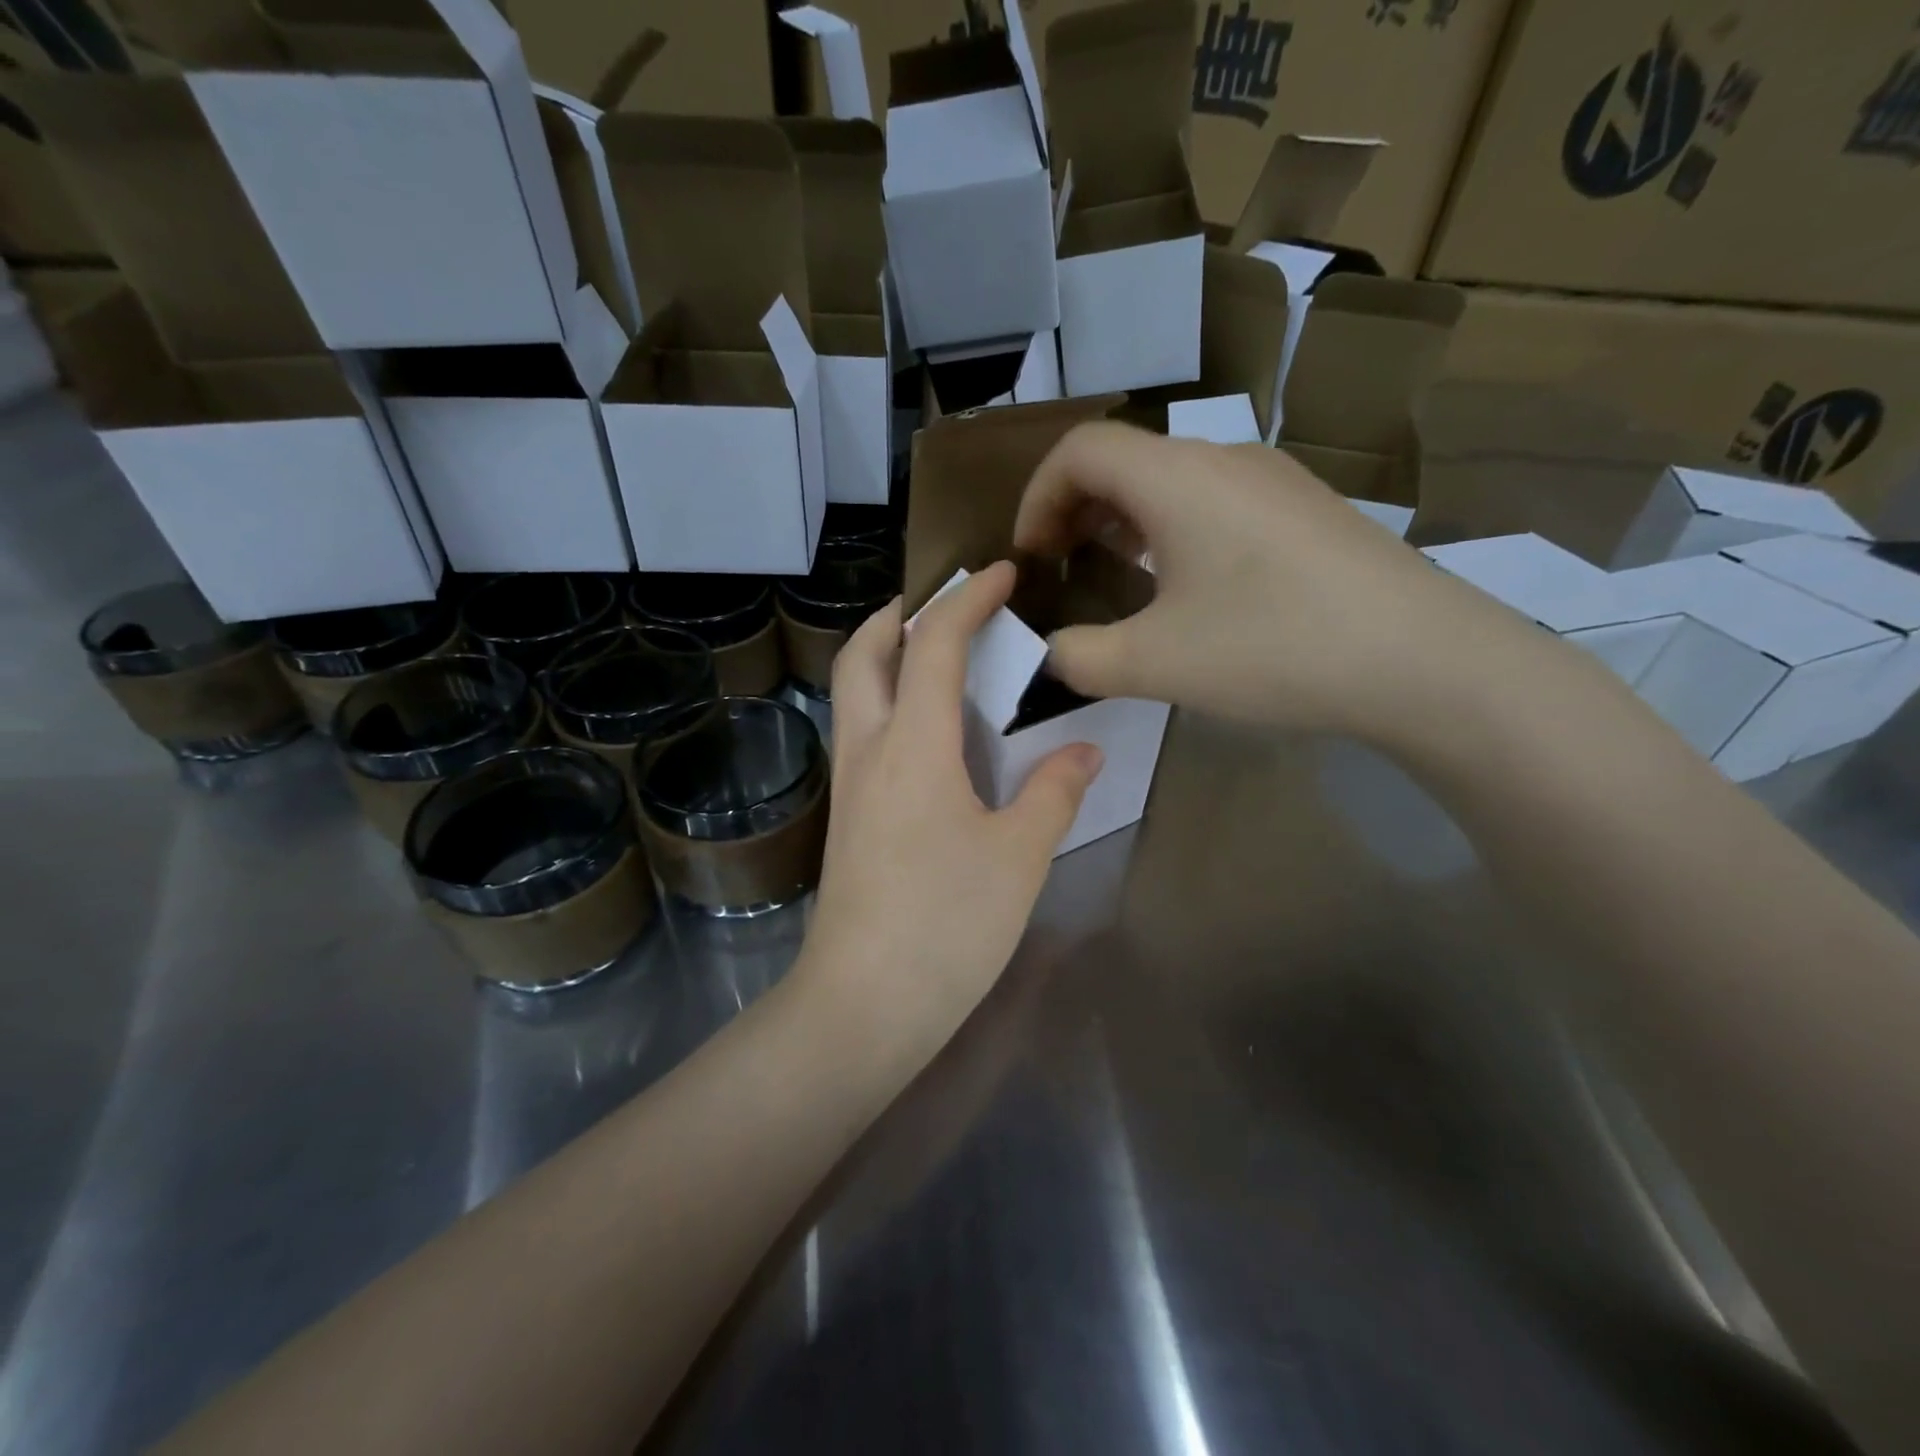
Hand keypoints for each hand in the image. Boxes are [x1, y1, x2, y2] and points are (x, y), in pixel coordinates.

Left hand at [796, 563, 1103, 1069]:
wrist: (864, 1002)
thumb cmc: (947, 924)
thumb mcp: (1018, 856)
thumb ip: (1053, 793)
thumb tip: (1083, 752)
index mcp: (914, 745)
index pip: (935, 645)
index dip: (967, 599)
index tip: (1002, 573)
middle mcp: (870, 751)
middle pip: (863, 655)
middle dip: (898, 615)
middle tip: (942, 604)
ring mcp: (851, 785)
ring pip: (854, 694)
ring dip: (886, 657)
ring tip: (937, 658)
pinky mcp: (849, 818)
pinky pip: (862, 733)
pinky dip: (888, 703)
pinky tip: (928, 732)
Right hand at [1014, 422, 1526, 742]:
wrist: (1422, 659)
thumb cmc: (1272, 647)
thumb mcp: (1153, 663)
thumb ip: (1078, 658)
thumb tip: (1050, 654)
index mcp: (1176, 477)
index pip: (1079, 449)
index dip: (1037, 497)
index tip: (1030, 558)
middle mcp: (1223, 459)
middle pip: (1123, 458)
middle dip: (1074, 509)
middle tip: (1061, 568)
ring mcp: (1273, 480)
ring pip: (1171, 478)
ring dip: (1123, 519)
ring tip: (1111, 572)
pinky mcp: (1305, 510)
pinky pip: (1213, 500)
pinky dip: (1171, 529)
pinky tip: (1184, 585)